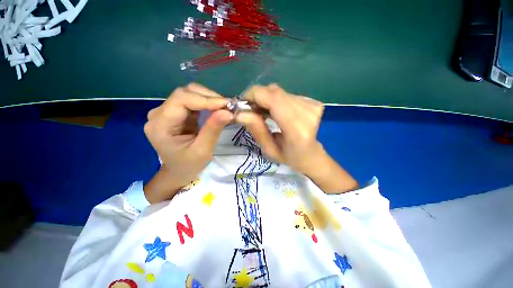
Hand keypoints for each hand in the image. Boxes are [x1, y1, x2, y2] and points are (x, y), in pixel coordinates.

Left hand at [143, 83, 232, 202]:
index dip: (205, 99)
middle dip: (209, 97)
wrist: (178, 172)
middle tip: (228, 106)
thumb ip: (213, 129)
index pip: (181, 99)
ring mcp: (166, 112)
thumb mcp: (203, 150)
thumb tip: (228, 112)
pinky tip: (217, 109)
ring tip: (224, 107)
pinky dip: (206, 103)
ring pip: (189, 94)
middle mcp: (158, 114)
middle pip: (185, 93)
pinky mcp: (175, 113)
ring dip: (209, 98)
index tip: (227, 104)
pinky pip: (192, 101)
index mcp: (160, 125)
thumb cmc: (189, 165)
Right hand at [235, 84, 357, 192]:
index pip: (273, 99)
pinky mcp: (312, 101)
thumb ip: (256, 129)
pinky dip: (275, 100)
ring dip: (265, 99)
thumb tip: (239, 113)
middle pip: (274, 92)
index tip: (242, 104)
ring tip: (262, 113)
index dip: (253, 96)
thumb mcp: (269, 149)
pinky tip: (274, 111)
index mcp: (297, 129)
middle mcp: (307, 113)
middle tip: (250, 110)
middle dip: (257, 97)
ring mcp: (312, 105)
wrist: (311, 155)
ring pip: (278, 92)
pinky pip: (285, 94)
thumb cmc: (290, 157)